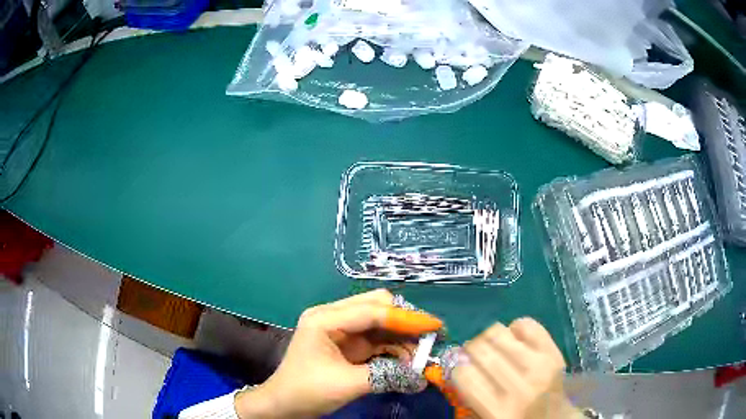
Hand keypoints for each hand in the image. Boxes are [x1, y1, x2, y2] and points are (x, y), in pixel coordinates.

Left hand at [235, 289, 441, 417]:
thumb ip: (386, 376)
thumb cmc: (307, 391)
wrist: (284, 404)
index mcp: (325, 319)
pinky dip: (394, 347)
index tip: (436, 326)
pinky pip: (376, 338)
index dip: (407, 318)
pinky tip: (407, 359)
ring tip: (422, 354)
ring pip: (380, 322)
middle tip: (430, 338)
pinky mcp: (347, 343)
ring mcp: (341, 329)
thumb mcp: (347, 384)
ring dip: (402, 336)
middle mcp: (333, 317)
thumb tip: (421, 377)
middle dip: (405, 321)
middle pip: (377, 306)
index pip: (373, 311)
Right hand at [452, 319, 580, 418]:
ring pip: (498, 332)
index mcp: (498, 410)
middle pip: (480, 350)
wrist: (556, 418)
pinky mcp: (553, 351)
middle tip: (473, 358)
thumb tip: (454, 363)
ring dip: (488, 339)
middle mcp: (519, 387)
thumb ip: (468, 396)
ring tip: (493, 349)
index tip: (458, 369)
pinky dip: (514, 329)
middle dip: (469, 351)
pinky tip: (514, 342)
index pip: (464, 374)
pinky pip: (527, 324)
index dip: (456, 368)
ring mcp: (540, 366)